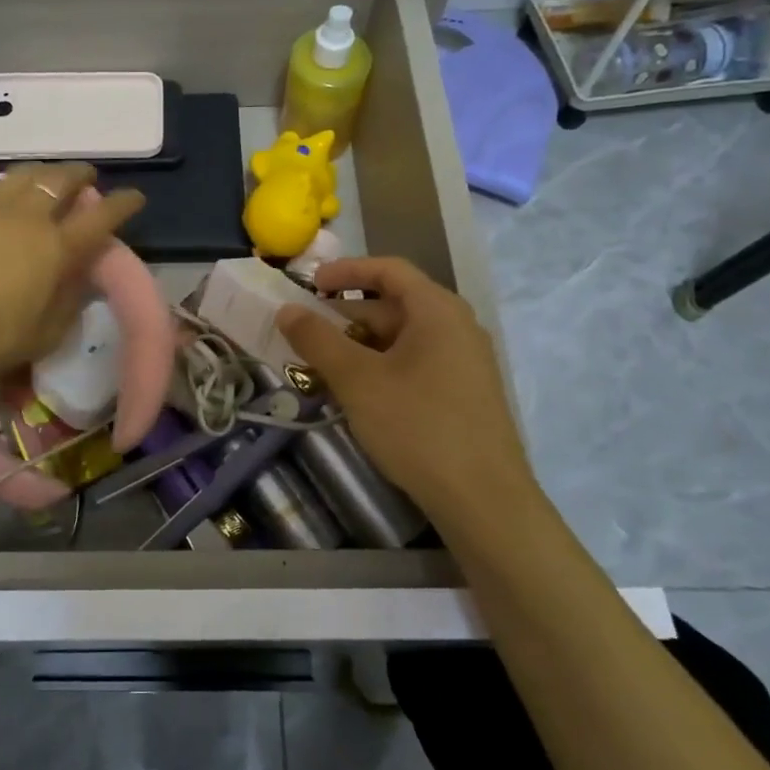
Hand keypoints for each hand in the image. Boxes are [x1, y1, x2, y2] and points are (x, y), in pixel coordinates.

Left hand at [0, 164, 144, 390]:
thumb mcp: (46, 333)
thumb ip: (69, 301)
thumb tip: (81, 278)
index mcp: (57, 248)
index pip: (101, 217)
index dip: (123, 204)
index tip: (134, 197)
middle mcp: (29, 217)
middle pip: (63, 180)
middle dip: (81, 175)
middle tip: (88, 179)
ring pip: (25, 173)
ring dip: (44, 172)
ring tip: (47, 179)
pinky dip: (3, 185)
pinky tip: (1, 192)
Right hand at [276, 256, 538, 521]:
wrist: (483, 500)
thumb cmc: (418, 426)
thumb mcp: (357, 379)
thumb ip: (318, 339)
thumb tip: (287, 309)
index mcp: (437, 310)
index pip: (388, 270)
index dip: (346, 271)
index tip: (309, 284)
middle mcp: (457, 327)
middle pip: (394, 305)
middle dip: (346, 317)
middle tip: (305, 335)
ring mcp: (464, 362)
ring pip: (401, 339)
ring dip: (359, 346)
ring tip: (321, 368)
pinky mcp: (464, 393)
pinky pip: (415, 364)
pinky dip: (381, 367)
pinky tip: (357, 394)